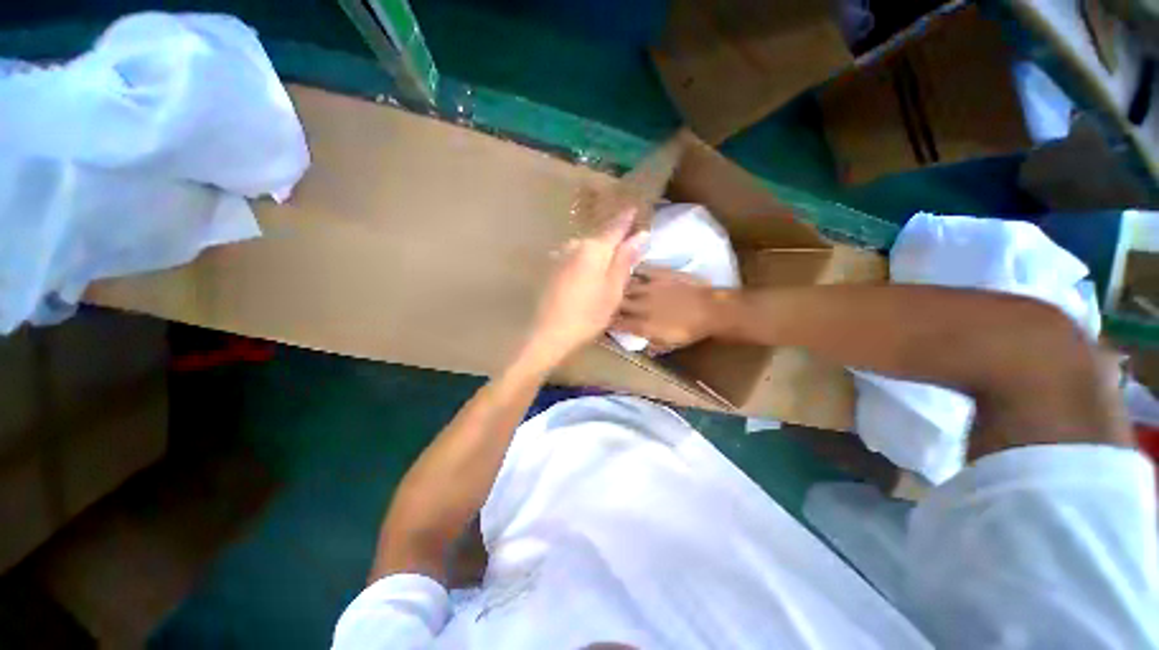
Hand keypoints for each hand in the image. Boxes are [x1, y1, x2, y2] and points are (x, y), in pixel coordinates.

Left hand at [521, 207, 648, 367]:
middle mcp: (575, 245)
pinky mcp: (552, 267)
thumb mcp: (613, 289)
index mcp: (594, 248)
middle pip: (600, 236)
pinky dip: (586, 260)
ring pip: (586, 247)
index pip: (615, 226)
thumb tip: (641, 234)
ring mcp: (560, 255)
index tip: (636, 208)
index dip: (627, 218)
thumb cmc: (588, 314)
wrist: (550, 333)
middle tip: (627, 245)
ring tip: (608, 264)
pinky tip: (588, 274)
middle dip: (614, 238)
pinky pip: (575, 256)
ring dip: (598, 251)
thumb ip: (625, 260)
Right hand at [614, 267, 733, 349]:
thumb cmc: (690, 331)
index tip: (604, 321)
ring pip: (626, 286)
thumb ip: (648, 340)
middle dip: (609, 303)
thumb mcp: (668, 344)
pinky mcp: (659, 274)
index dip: (609, 322)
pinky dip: (633, 271)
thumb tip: (635, 338)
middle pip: (618, 303)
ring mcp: (650, 288)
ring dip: (619, 287)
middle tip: (604, 302)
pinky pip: (641, 270)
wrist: (711, 310)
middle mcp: (641, 306)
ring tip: (613, 286)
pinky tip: (629, 271)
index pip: (618, 323)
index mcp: (643, 325)